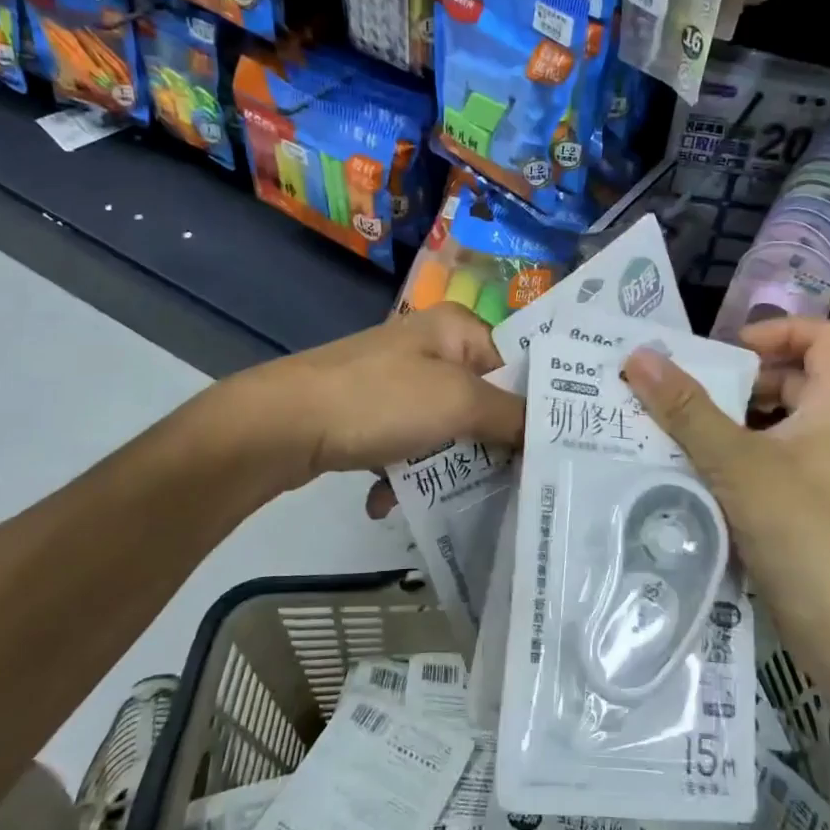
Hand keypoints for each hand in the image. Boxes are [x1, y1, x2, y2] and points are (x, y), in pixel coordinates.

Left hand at [235, 304, 524, 492]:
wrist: (282, 424)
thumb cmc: (380, 401)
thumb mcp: (458, 403)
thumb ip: (510, 417)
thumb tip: (548, 432)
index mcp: (456, 328)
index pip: (515, 367)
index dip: (532, 410)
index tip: (548, 454)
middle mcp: (429, 347)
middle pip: (481, 403)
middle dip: (483, 449)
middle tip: (500, 488)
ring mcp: (396, 381)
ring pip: (443, 430)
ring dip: (438, 469)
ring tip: (429, 500)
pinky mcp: (369, 412)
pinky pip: (405, 444)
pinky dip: (401, 474)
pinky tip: (383, 500)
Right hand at [621, 317, 829, 649]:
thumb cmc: (802, 531)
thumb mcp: (737, 462)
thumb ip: (687, 410)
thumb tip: (640, 357)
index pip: (825, 339)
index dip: (781, 329)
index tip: (731, 349)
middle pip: (793, 380)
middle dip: (740, 379)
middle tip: (687, 389)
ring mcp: (819, 475)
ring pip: (774, 426)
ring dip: (729, 420)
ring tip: (677, 427)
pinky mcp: (803, 509)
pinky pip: (765, 464)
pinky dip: (732, 458)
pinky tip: (693, 473)